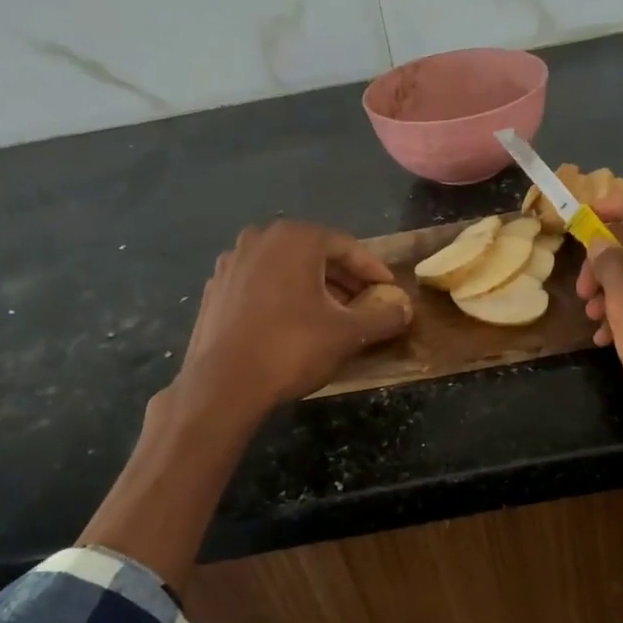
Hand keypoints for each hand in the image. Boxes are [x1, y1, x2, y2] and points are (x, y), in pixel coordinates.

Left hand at [174, 220, 412, 416]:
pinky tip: (292, 324)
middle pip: (314, 254)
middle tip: (365, 304)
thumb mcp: (349, 334)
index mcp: (295, 239)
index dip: (373, 270)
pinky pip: (261, 284)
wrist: (224, 383)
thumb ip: (383, 317)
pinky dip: (283, 296)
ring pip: (285, 268)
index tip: (389, 290)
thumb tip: (407, 310)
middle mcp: (260, 239)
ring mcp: (232, 262)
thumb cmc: (292, 348)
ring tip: (332, 315)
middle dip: (343, 278)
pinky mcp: (216, 288)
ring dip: (313, 287)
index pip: (347, 246)